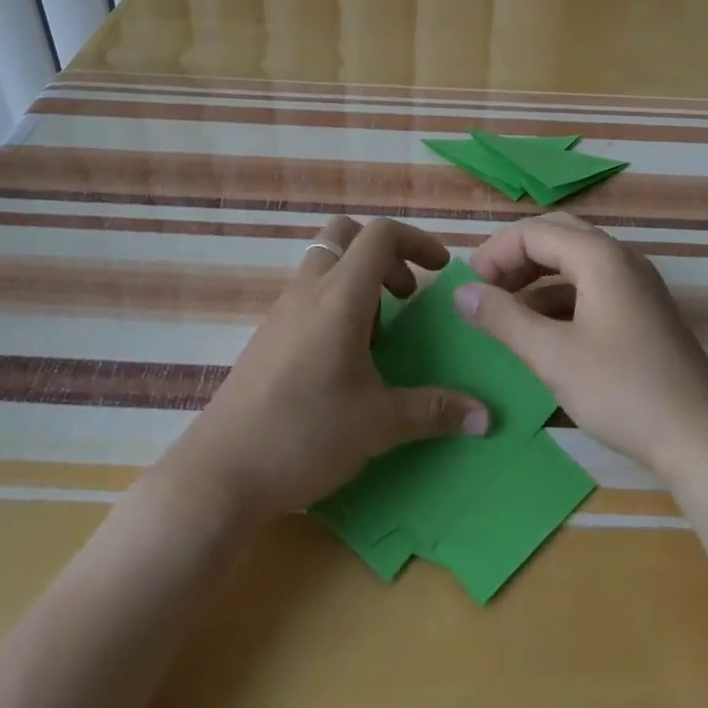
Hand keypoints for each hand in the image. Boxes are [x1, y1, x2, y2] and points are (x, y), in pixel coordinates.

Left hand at [163, 216, 489, 522]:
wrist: (220, 473)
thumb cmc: (305, 435)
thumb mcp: (378, 424)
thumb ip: (435, 411)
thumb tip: (486, 416)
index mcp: (340, 297)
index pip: (380, 234)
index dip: (416, 240)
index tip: (441, 270)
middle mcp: (309, 291)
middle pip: (345, 235)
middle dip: (384, 254)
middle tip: (405, 297)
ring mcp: (282, 311)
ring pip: (324, 264)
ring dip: (358, 281)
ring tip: (377, 337)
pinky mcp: (266, 336)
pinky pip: (308, 295)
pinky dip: (334, 304)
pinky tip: (343, 361)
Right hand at [456, 213, 707, 483]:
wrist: (703, 441)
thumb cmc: (623, 391)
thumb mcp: (552, 355)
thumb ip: (503, 318)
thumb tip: (461, 292)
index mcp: (599, 256)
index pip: (533, 231)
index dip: (494, 253)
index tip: (468, 288)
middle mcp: (621, 258)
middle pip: (555, 236)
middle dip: (515, 258)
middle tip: (485, 290)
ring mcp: (636, 284)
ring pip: (574, 261)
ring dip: (536, 277)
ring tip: (506, 311)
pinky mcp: (643, 311)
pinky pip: (592, 285)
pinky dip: (560, 297)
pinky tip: (543, 331)